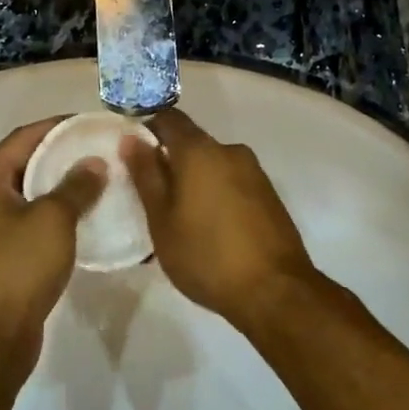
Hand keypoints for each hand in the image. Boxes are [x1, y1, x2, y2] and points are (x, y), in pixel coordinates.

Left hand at [0, 118, 105, 374]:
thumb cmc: (17, 268)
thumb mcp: (52, 220)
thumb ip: (75, 186)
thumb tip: (94, 163)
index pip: (24, 137)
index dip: (59, 126)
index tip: (94, 122)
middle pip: (27, 163)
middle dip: (64, 155)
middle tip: (103, 150)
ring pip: (33, 194)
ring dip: (64, 186)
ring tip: (103, 180)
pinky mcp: (6, 255)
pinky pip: (35, 222)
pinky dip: (60, 215)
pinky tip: (89, 218)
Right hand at [121, 110, 315, 328]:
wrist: (276, 291)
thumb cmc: (207, 255)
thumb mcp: (162, 220)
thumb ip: (146, 175)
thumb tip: (131, 139)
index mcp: (200, 150)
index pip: (168, 118)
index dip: (147, 127)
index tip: (132, 152)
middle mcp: (229, 150)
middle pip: (191, 143)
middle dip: (170, 161)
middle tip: (151, 196)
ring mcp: (254, 172)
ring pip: (212, 164)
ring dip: (194, 181)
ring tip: (179, 218)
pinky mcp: (268, 194)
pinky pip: (231, 182)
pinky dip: (215, 194)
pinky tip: (209, 227)